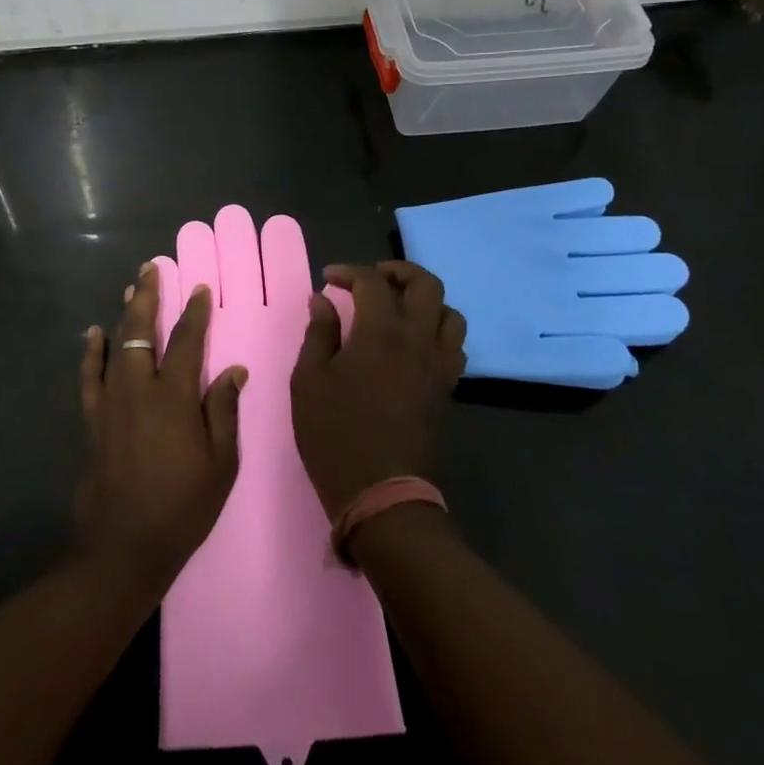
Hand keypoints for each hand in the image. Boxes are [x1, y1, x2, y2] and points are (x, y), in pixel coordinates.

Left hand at [74, 262, 246, 599]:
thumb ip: (223, 412)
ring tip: (130, 288)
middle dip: (149, 297)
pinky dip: (91, 352)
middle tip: (151, 269)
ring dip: (124, 314)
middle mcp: (140, 389)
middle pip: (143, 331)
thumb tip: (233, 370)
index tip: (200, 288)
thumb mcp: (221, 464)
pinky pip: (90, 376)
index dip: (195, 313)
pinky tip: (93, 334)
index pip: (187, 342)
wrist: (124, 545)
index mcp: (175, 397)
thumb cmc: (182, 507)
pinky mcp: (93, 420)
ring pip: (117, 345)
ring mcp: (112, 402)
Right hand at [291, 261, 466, 520]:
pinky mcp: (446, 388)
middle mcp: (418, 339)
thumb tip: (323, 300)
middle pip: (426, 285)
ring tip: (398, 308)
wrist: (382, 493)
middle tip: (372, 279)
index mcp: (381, 332)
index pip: (373, 282)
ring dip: (425, 301)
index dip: (349, 272)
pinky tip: (414, 344)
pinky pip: (454, 345)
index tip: (328, 279)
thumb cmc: (336, 434)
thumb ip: (319, 334)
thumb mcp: (309, 381)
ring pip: (450, 313)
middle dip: (399, 271)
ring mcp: (439, 365)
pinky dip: (437, 332)